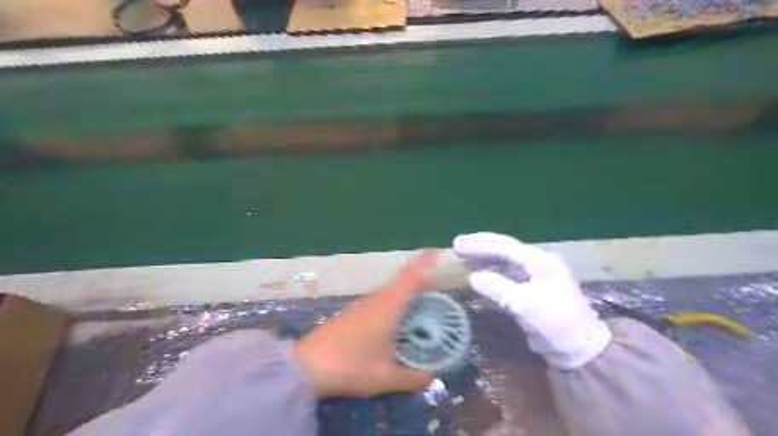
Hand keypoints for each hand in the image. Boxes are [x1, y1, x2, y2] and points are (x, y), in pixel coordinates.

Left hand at [293, 248, 435, 398]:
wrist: (307, 366)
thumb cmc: (351, 366)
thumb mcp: (385, 377)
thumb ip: (412, 378)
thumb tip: (432, 378)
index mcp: (389, 306)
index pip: (411, 277)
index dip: (424, 262)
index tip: (435, 249)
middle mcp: (376, 300)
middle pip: (401, 282)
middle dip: (418, 280)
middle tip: (436, 287)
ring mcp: (362, 306)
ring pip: (390, 293)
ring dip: (405, 293)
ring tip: (420, 305)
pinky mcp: (351, 314)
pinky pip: (380, 302)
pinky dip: (392, 304)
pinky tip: (394, 321)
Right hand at [454, 233, 610, 368]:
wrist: (579, 350)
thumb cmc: (556, 323)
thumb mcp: (525, 305)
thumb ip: (497, 288)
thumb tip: (472, 277)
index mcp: (540, 261)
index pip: (505, 247)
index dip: (479, 245)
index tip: (458, 244)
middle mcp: (537, 264)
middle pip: (504, 250)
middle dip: (480, 247)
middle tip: (457, 245)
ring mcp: (534, 277)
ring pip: (504, 263)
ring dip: (484, 260)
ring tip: (463, 260)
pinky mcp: (531, 291)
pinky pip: (507, 278)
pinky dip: (490, 277)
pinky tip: (476, 279)